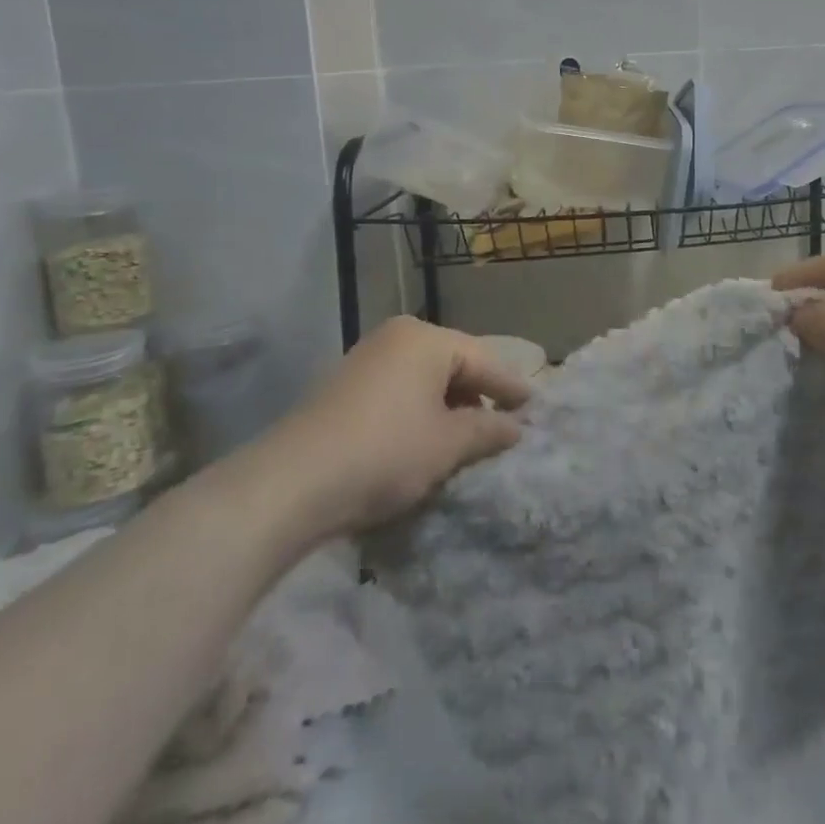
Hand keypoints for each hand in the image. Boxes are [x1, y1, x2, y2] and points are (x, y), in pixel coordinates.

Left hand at [228, 316, 530, 553]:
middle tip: (502, 425)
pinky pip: (398, 392)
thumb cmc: (385, 452)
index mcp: (426, 339)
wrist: (289, 485)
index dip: (511, 387)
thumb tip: (516, 427)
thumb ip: (488, 430)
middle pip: (453, 364)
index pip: (484, 360)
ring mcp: (364, 360)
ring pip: (424, 380)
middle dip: (478, 396)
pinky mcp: (342, 389)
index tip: (535, 408)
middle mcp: (396, 338)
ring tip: (466, 439)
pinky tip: (424, 441)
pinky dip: (418, 412)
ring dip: (448, 407)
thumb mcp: (448, 444)